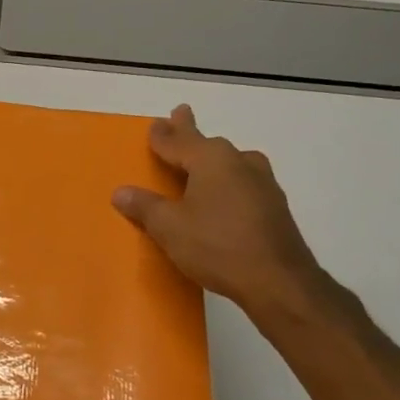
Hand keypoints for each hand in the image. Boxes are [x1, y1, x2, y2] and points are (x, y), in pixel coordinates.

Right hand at [112, 105, 336, 320]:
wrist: (278, 280)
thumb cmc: (217, 246)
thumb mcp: (170, 228)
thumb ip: (145, 207)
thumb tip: (121, 192)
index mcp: (211, 159)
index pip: (179, 141)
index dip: (163, 134)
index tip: (156, 123)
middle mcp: (239, 162)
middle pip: (208, 144)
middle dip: (190, 134)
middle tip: (180, 118)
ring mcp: (263, 183)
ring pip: (231, 161)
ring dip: (213, 158)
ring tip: (204, 158)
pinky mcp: (274, 206)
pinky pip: (243, 182)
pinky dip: (228, 181)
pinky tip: (227, 195)